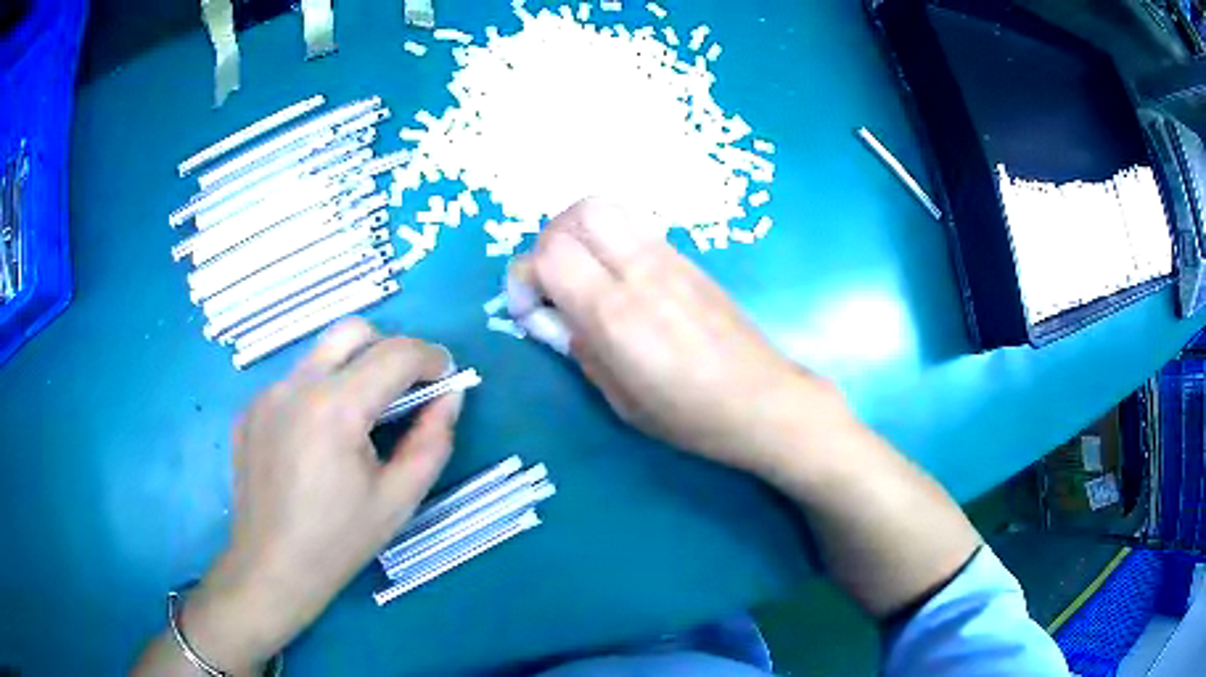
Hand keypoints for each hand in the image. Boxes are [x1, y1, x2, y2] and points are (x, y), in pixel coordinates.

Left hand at [178, 319, 457, 672]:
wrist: (271, 568)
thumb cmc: (339, 541)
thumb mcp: (399, 498)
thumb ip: (432, 440)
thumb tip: (449, 396)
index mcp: (334, 408)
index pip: (394, 354)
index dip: (430, 357)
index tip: (447, 376)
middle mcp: (295, 386)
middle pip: (351, 331)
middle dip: (389, 348)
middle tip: (405, 389)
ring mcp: (266, 394)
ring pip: (320, 356)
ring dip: (352, 372)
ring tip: (360, 423)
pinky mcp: (250, 409)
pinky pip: (294, 383)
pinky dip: (319, 394)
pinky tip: (318, 442)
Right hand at [517, 198, 842, 477]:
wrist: (763, 400)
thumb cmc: (691, 416)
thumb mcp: (621, 400)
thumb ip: (579, 348)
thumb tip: (549, 317)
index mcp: (617, 315)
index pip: (550, 254)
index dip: (524, 277)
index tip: (530, 310)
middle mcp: (641, 272)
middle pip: (579, 212)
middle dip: (550, 239)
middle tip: (554, 280)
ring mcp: (670, 259)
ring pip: (608, 207)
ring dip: (581, 231)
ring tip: (583, 273)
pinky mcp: (688, 258)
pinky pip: (636, 225)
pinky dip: (611, 238)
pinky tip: (620, 277)